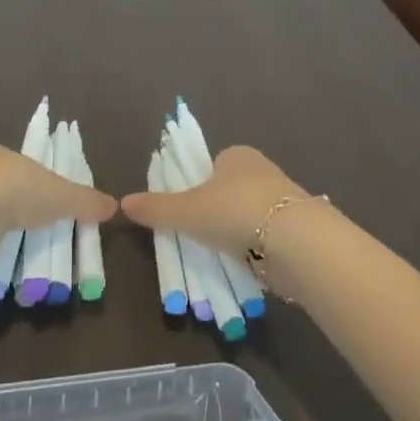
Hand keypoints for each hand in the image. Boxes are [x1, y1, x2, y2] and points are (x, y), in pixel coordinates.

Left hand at [0, 146, 115, 272]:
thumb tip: (114, 206)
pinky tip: (10, 275)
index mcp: (2, 158)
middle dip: (30, 221)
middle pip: (12, 201)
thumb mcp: (60, 194)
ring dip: (12, 243)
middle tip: (54, 244)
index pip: (28, 172)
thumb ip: (85, 201)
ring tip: (37, 266)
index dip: (46, 191)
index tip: (61, 213)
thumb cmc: (16, 191)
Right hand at [119, 145, 311, 258]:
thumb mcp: (187, 211)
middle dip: (215, 212)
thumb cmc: (235, 211)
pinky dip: (253, 250)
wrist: (296, 242)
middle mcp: (262, 170)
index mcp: (237, 154)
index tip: (186, 211)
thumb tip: (123, 203)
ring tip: (217, 256)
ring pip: (247, 216)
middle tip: (197, 237)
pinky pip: (265, 237)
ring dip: (234, 233)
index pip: (210, 165)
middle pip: (228, 191)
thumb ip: (156, 208)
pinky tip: (243, 265)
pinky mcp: (296, 229)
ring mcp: (282, 199)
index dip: (195, 185)